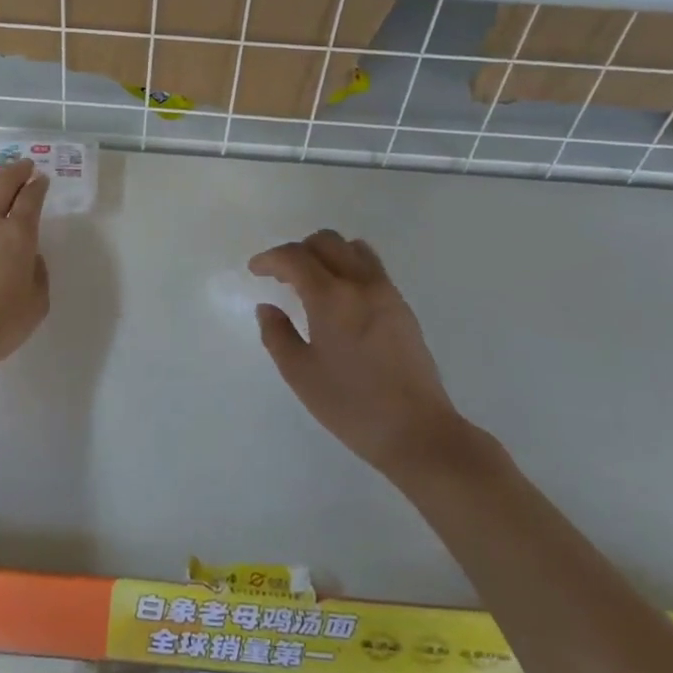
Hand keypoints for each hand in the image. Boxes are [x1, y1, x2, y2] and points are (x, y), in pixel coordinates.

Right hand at [250, 230, 461, 480]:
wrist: (417, 431)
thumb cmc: (351, 405)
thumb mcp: (300, 374)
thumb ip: (277, 335)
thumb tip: (267, 307)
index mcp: (331, 297)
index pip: (294, 257)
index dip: (270, 259)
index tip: (256, 270)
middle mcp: (360, 283)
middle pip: (326, 241)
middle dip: (298, 250)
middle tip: (281, 276)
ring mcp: (386, 292)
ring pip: (352, 248)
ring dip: (326, 254)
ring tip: (312, 281)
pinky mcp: (402, 306)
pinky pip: (371, 267)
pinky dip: (348, 266)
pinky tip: (340, 297)